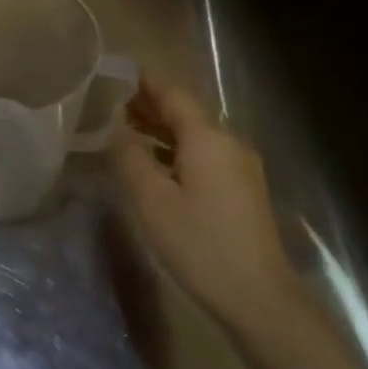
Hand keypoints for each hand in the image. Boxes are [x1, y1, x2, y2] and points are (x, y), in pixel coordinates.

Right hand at [109, 78, 302, 337]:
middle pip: (186, 111)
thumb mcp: (152, 201)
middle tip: (111, 103)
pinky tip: (155, 163)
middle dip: (150, 105)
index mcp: (207, 137)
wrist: (257, 294)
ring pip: (196, 134)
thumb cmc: (199, 244)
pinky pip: (205, 154)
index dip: (144, 81)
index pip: (173, 93)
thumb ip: (130, 158)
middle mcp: (228, 142)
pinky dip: (177, 150)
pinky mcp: (243, 188)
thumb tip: (115, 126)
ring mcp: (240, 165)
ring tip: (125, 129)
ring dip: (162, 129)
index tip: (114, 74)